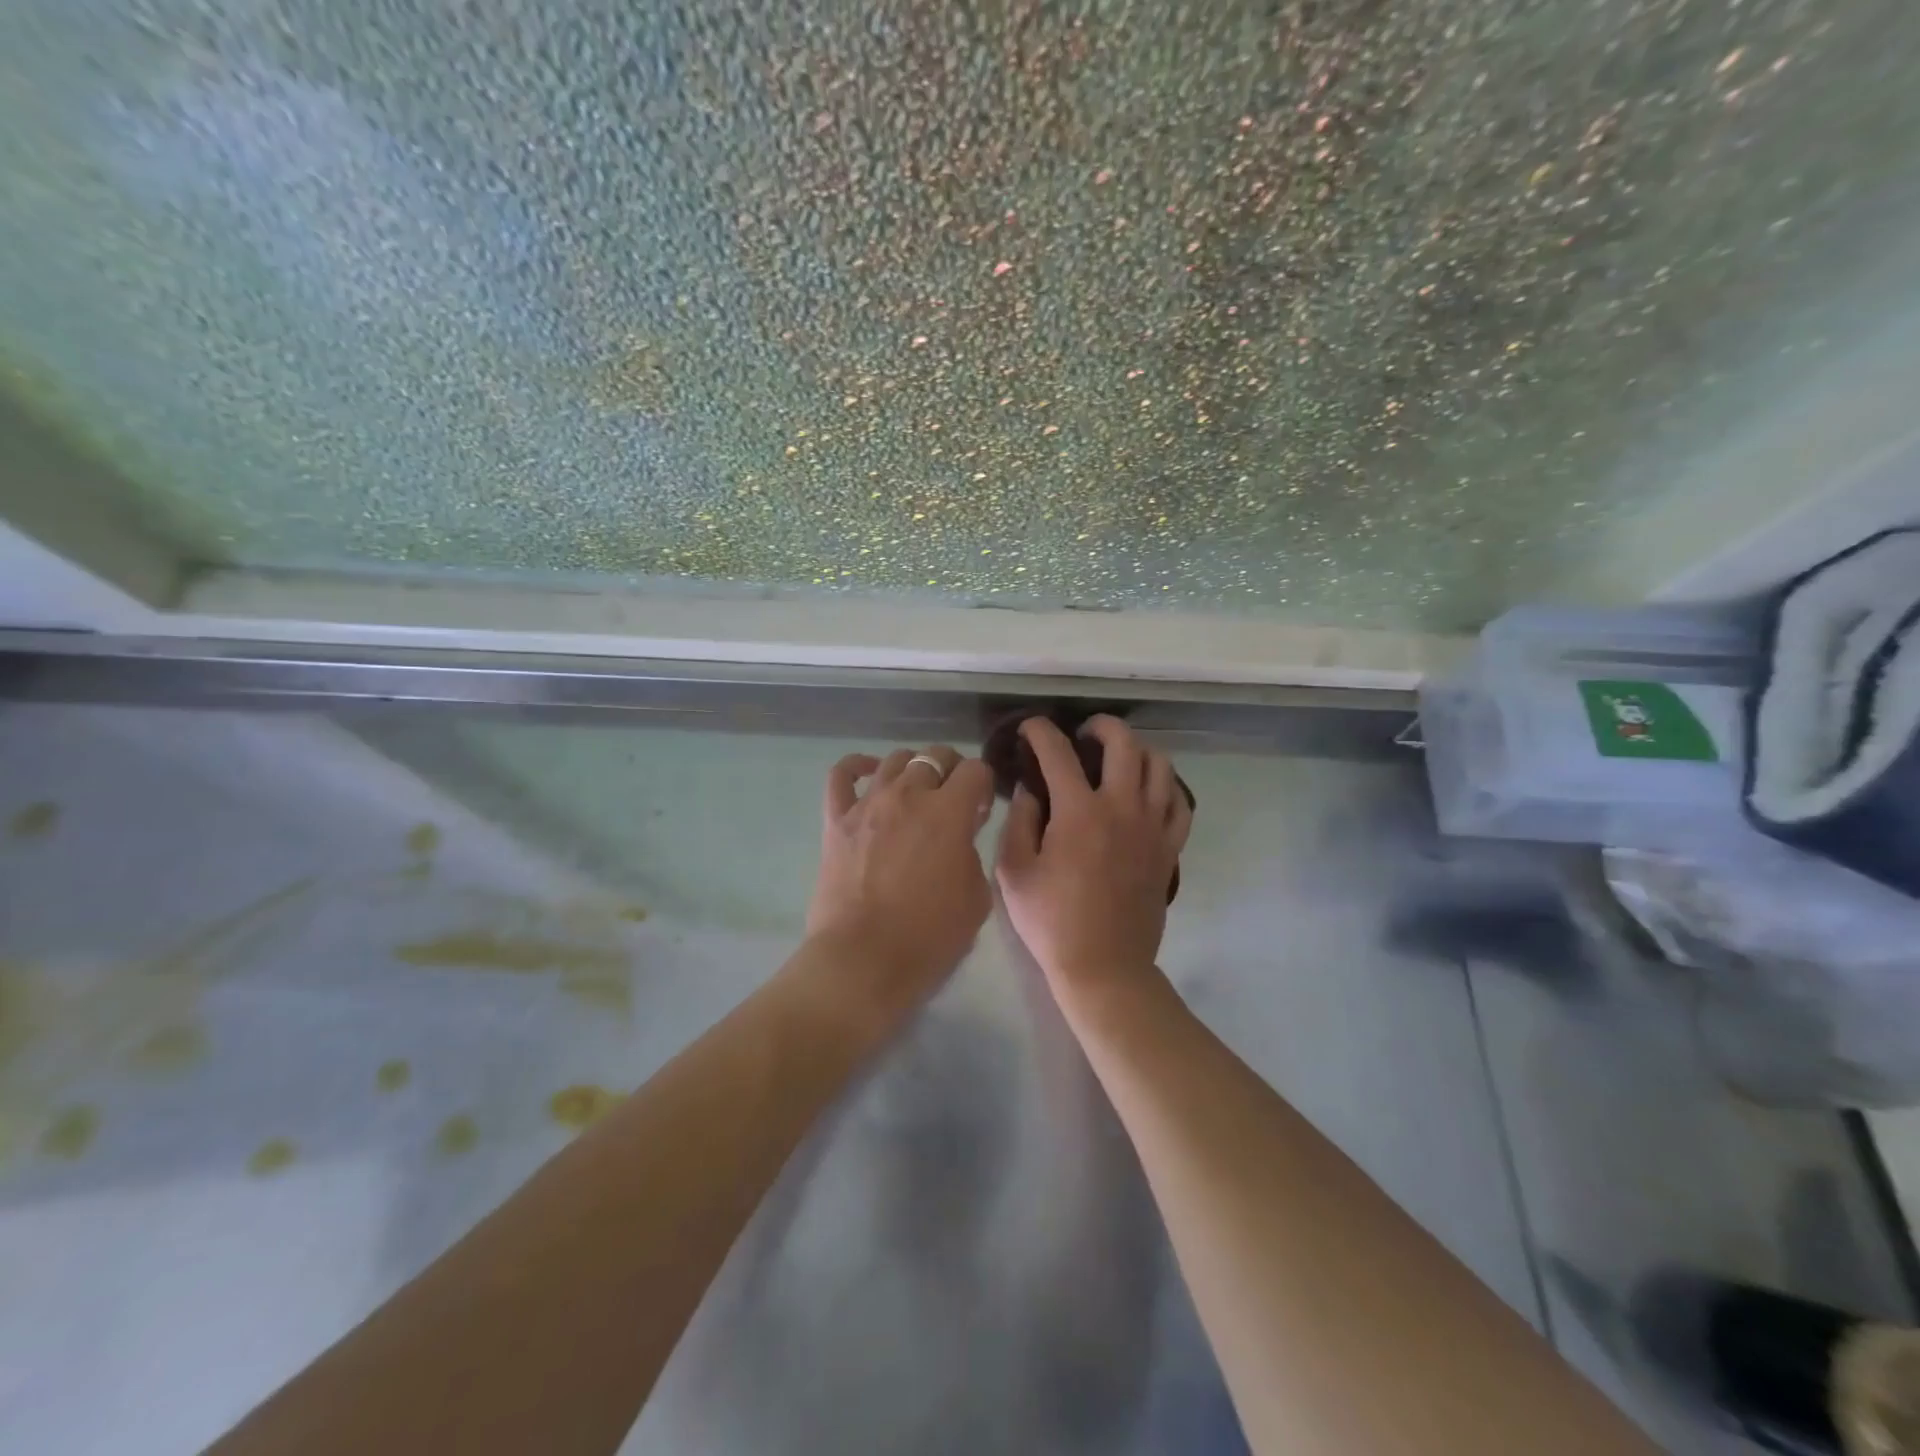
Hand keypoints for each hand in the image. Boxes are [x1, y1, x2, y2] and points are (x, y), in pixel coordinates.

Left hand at [807, 745, 995, 1011]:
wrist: (865, 960)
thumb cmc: (930, 936)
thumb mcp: (977, 897)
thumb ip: (972, 853)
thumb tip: (960, 837)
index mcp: (949, 811)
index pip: (976, 770)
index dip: (984, 786)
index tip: (981, 810)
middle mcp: (909, 794)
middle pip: (935, 756)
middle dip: (952, 771)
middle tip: (953, 800)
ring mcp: (869, 803)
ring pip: (895, 759)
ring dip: (914, 769)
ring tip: (917, 791)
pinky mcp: (837, 819)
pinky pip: (842, 775)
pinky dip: (858, 766)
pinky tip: (871, 772)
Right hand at [996, 716, 1193, 1002]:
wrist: (1104, 967)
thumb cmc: (1051, 921)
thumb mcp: (1014, 872)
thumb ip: (1020, 821)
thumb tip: (1031, 789)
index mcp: (1079, 812)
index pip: (1058, 752)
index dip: (1040, 731)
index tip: (1030, 728)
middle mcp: (1122, 808)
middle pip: (1124, 743)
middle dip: (1101, 726)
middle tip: (1084, 734)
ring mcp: (1152, 827)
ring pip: (1160, 765)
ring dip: (1137, 751)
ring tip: (1118, 759)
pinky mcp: (1169, 848)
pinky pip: (1180, 803)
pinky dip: (1166, 787)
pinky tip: (1148, 792)